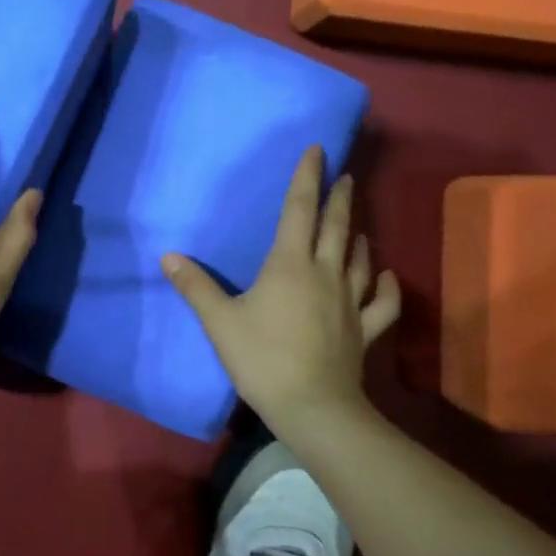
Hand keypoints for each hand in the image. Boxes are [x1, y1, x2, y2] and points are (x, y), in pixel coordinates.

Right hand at [163, 145, 399, 434]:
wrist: (312, 406)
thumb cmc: (261, 358)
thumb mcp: (219, 322)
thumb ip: (195, 287)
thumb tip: (167, 256)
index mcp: (289, 264)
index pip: (299, 209)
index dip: (307, 177)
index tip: (318, 149)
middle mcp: (324, 273)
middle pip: (335, 226)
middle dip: (339, 197)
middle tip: (346, 175)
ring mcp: (349, 301)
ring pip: (359, 259)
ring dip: (358, 236)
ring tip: (356, 224)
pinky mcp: (363, 329)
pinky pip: (382, 302)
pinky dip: (388, 286)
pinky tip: (388, 275)